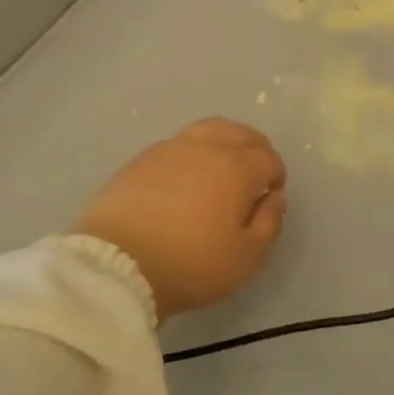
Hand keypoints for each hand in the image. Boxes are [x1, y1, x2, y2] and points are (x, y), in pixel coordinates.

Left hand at [75, 119, 288, 322]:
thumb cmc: (191, 264)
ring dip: (223, 143)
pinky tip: (187, 176)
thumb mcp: (246, 258)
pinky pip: (178, 143)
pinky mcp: (141, 159)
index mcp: (236, 167)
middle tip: (254, 174)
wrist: (117, 263)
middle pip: (239, 133)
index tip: (272, 194)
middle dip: (254, 149)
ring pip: (207, 130)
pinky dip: (193, 152)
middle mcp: (205, 147)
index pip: (267, 157)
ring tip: (221, 168)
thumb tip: (274, 198)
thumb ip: (269, 223)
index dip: (276, 174)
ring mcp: (169, 148)